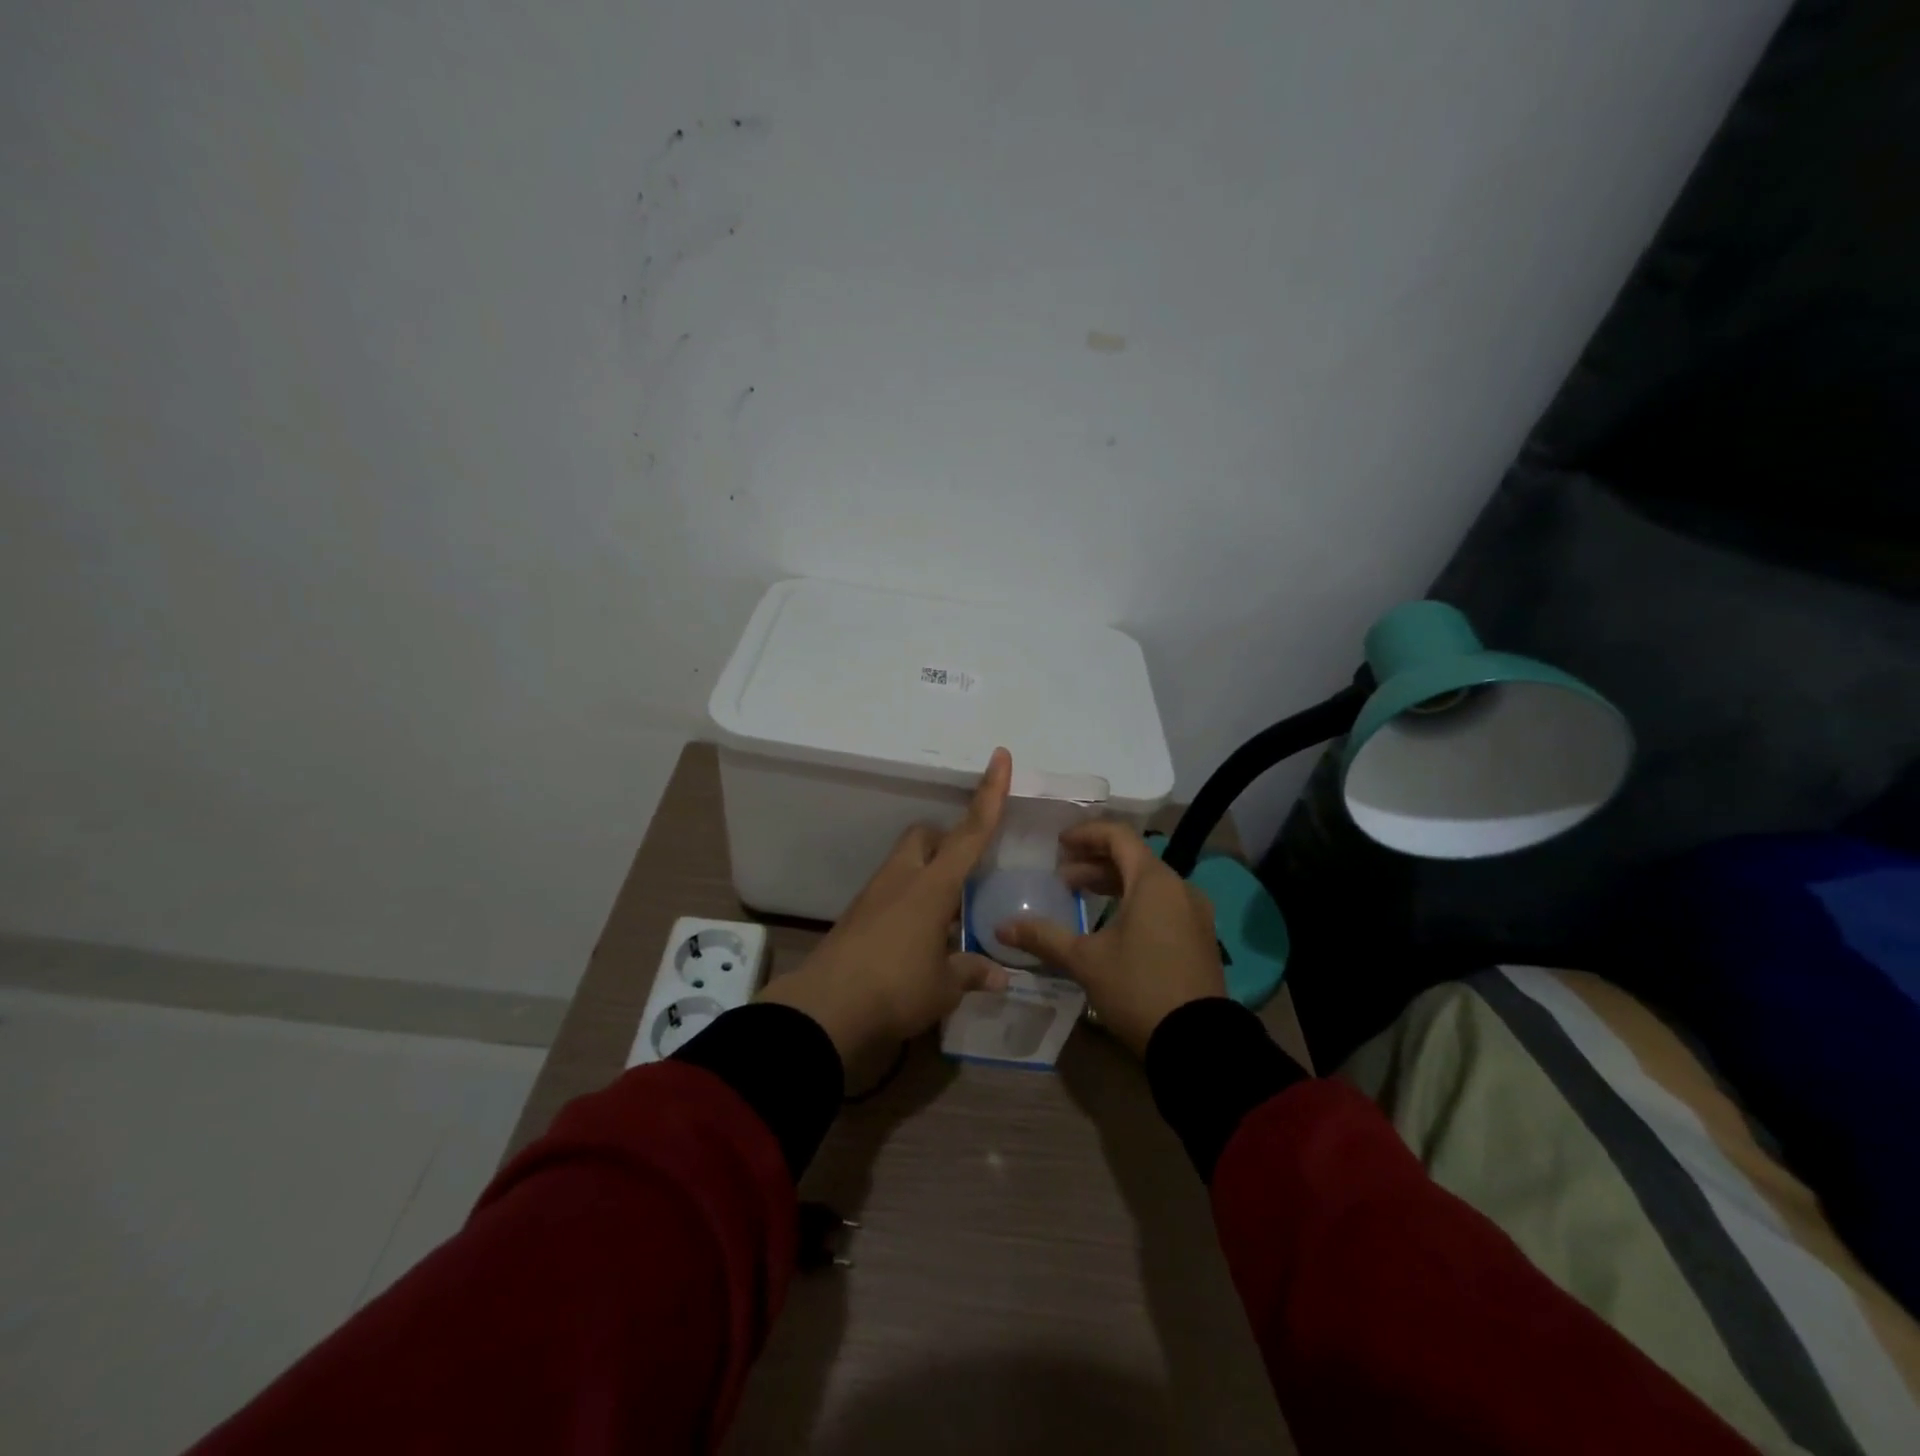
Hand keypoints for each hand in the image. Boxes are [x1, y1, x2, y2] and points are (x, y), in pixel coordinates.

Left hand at [761, 748, 1013, 1065]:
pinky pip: (889, 891)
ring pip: (905, 862)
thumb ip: (972, 972)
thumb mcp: (944, 987)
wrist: (824, 1009)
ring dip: (927, 874)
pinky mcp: (856, 915)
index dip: (990, 794)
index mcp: (932, 886)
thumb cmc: (896, 989)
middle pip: (924, 835)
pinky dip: (908, 900)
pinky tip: (918, 937)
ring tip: (947, 916)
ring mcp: (874, 895)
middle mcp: (902, 879)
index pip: (970, 832)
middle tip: (966, 873)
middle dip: (946, 840)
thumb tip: (1000, 975)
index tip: (1000, 757)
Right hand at [994, 821, 1223, 1057]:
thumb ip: (1044, 937)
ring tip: (1080, 897)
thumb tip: (1001, 927)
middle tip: (1062, 877)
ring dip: (1112, 883)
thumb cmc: (1138, 988)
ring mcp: (1194, 914)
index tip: (1058, 844)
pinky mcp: (1198, 938)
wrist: (1198, 1045)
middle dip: (1094, 862)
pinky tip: (1110, 925)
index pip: (1118, 836)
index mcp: (1154, 881)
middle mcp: (1180, 888)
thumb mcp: (1085, 961)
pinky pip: (1162, 904)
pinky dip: (1133, 902)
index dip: (1086, 834)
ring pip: (1148, 883)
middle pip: (1133, 858)